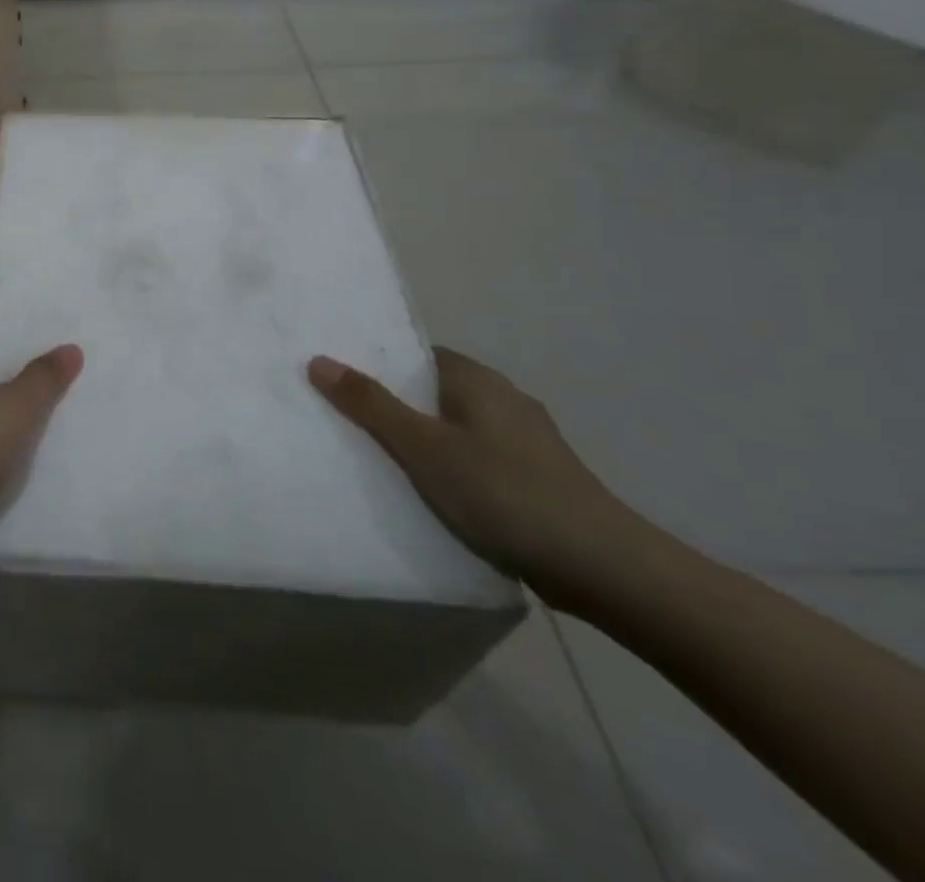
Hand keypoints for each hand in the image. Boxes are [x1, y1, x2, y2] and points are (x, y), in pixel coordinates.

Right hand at [308, 347, 653, 610]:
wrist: (606, 570)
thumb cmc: (504, 493)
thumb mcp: (423, 448)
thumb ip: (370, 404)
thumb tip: (318, 359)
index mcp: (478, 380)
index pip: (417, 355)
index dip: (379, 364)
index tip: (342, 382)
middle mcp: (504, 400)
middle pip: (434, 392)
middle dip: (396, 405)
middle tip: (348, 422)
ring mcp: (527, 442)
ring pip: (456, 429)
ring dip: (424, 441)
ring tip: (381, 461)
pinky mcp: (538, 480)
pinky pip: (478, 460)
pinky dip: (451, 469)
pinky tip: (434, 495)